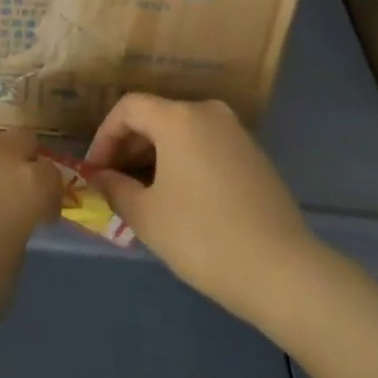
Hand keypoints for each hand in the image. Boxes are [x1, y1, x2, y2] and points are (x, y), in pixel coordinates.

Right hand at [85, 94, 325, 329]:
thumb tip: (100, 177)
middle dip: (130, 147)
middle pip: (157, 115)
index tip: (95, 170)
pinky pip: (206, 144)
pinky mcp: (253, 153)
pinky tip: (181, 198)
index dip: (104, 135)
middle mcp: (207, 111)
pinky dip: (185, 160)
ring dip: (157, 155)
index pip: (129, 108)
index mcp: (178, 118)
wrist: (281, 269)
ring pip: (183, 131)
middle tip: (114, 184)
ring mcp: (235, 130)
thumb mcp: (148, 217)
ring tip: (144, 194)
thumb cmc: (203, 238)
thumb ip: (115, 189)